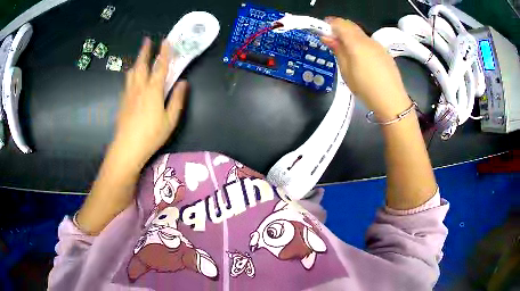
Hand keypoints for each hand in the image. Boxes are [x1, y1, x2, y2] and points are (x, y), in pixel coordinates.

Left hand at [112, 38, 187, 168]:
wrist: (127, 148)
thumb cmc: (151, 135)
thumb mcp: (170, 120)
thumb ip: (177, 99)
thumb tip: (183, 83)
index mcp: (153, 90)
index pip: (160, 66)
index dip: (164, 52)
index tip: (166, 40)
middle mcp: (139, 87)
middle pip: (142, 64)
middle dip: (145, 51)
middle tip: (147, 40)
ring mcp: (129, 94)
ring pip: (132, 72)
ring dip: (137, 61)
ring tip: (139, 56)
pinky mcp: (123, 101)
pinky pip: (127, 81)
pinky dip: (131, 73)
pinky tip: (132, 76)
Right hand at [321, 17, 411, 119]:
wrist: (392, 101)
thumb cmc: (365, 89)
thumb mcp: (346, 71)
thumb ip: (338, 51)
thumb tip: (327, 37)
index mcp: (356, 43)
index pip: (340, 24)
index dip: (330, 24)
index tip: (323, 32)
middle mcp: (368, 40)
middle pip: (351, 26)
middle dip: (340, 28)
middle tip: (333, 41)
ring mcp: (378, 46)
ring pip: (360, 34)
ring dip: (350, 36)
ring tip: (346, 51)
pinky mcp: (384, 52)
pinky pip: (369, 42)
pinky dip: (360, 43)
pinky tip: (361, 58)